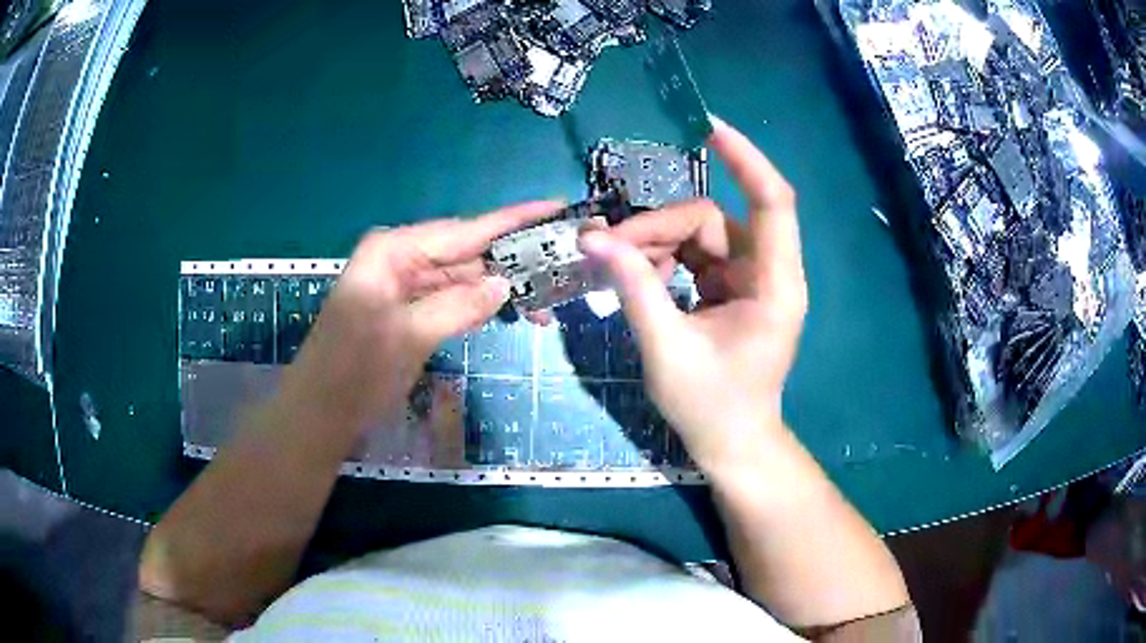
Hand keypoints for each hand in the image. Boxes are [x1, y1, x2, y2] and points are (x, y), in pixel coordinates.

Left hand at [280, 202, 559, 433]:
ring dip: (498, 289)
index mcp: (394, 251)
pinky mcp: (405, 311)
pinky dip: (476, 306)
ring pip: (460, 278)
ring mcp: (402, 286)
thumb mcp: (409, 336)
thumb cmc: (355, 372)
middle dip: (511, 263)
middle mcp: (399, 259)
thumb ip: (458, 305)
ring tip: (545, 302)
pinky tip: (508, 312)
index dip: (513, 221)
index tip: (556, 208)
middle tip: (563, 270)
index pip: (464, 230)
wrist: (319, 413)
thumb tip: (504, 286)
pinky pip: (449, 299)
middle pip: (466, 252)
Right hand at [579, 118, 806, 471]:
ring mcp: (751, 279)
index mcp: (774, 285)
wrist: (732, 444)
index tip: (709, 128)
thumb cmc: (710, 407)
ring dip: (656, 245)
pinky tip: (641, 281)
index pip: (772, 202)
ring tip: (620, 272)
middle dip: (657, 228)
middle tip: (606, 250)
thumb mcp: (666, 347)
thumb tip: (593, 238)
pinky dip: (666, 261)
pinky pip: (696, 255)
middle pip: (712, 219)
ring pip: (699, 234)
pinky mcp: (734, 288)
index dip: (746, 160)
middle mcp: (769, 272)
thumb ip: (634, 288)